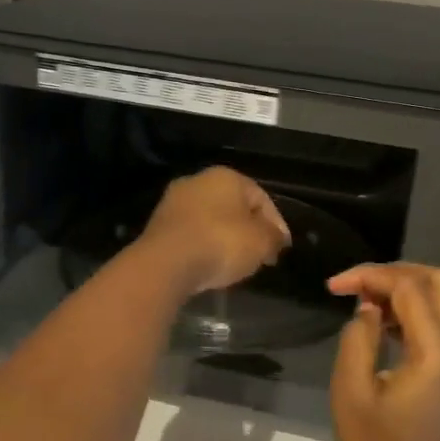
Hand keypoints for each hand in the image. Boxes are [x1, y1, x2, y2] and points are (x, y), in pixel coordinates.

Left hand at [139, 167, 290, 296]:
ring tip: (235, 263)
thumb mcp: (261, 242)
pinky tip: (210, 264)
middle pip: (233, 207)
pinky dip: (203, 246)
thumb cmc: (221, 243)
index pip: (261, 197)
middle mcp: (197, 180)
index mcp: (226, 175)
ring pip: (210, 219)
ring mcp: (173, 201)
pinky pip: (191, 234)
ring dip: (225, 238)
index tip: (281, 249)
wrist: (166, 262)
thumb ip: (273, 237)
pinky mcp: (157, 225)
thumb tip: (276, 237)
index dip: (276, 223)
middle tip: (260, 255)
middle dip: (249, 230)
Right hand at [327, 263, 439, 440]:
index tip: (334, 286)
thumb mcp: (351, 392)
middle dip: (396, 272)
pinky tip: (385, 326)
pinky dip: (418, 313)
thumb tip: (369, 309)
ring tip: (367, 303)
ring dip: (408, 291)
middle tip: (358, 284)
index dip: (370, 276)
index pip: (409, 288)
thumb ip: (358, 338)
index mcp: (438, 355)